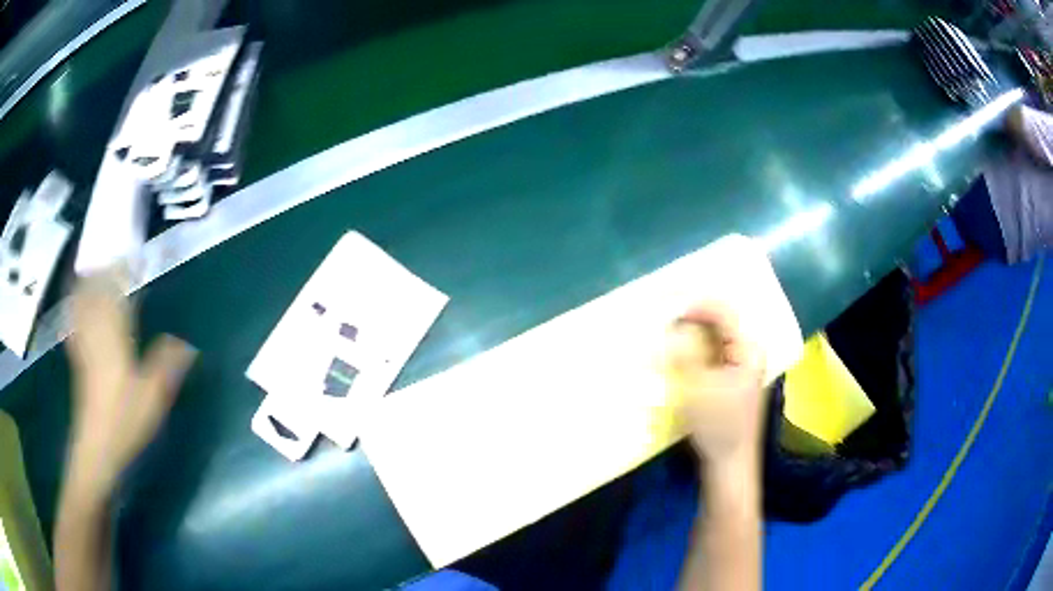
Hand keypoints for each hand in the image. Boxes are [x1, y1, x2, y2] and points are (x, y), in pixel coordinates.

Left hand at [65, 271, 195, 496]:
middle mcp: (96, 332)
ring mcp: (84, 345)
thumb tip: (188, 343)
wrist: (97, 448)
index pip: (117, 292)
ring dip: (87, 282)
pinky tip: (75, 304)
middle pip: (96, 291)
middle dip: (103, 269)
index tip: (133, 256)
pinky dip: (74, 307)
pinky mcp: (79, 361)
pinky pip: (74, 323)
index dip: (124, 271)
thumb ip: (168, 365)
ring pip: (83, 303)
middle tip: (112, 255)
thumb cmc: (125, 419)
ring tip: (91, 268)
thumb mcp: (154, 396)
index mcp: (115, 335)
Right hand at [665, 303, 765, 465]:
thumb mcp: (700, 389)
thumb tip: (671, 327)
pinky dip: (691, 349)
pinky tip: (674, 352)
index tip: (667, 309)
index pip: (723, 313)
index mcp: (749, 349)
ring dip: (688, 333)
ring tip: (664, 330)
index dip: (695, 306)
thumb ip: (685, 355)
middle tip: (662, 315)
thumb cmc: (720, 427)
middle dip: (690, 317)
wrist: (730, 463)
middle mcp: (747, 351)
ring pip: (711, 337)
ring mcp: (738, 365)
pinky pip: (708, 352)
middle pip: (718, 322)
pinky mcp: (728, 377)